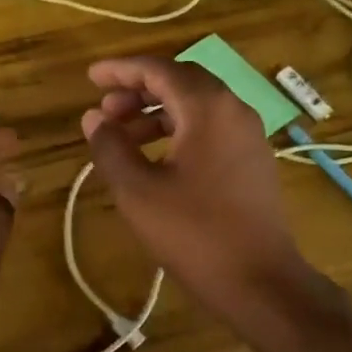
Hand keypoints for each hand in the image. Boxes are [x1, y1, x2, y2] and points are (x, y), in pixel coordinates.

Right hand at [80, 56, 310, 315]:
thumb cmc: (194, 233)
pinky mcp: (253, 160)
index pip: (159, 69)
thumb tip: (93, 118)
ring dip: (157, 111)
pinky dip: (178, 130)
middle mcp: (233, 110)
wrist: (261, 282)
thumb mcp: (138, 191)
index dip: (121, 69)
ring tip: (122, 134)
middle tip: (105, 108)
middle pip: (181, 81)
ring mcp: (248, 135)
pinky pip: (210, 127)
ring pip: (196, 105)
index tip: (91, 76)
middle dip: (139, 89)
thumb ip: (111, 147)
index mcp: (208, 108)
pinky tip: (155, 157)